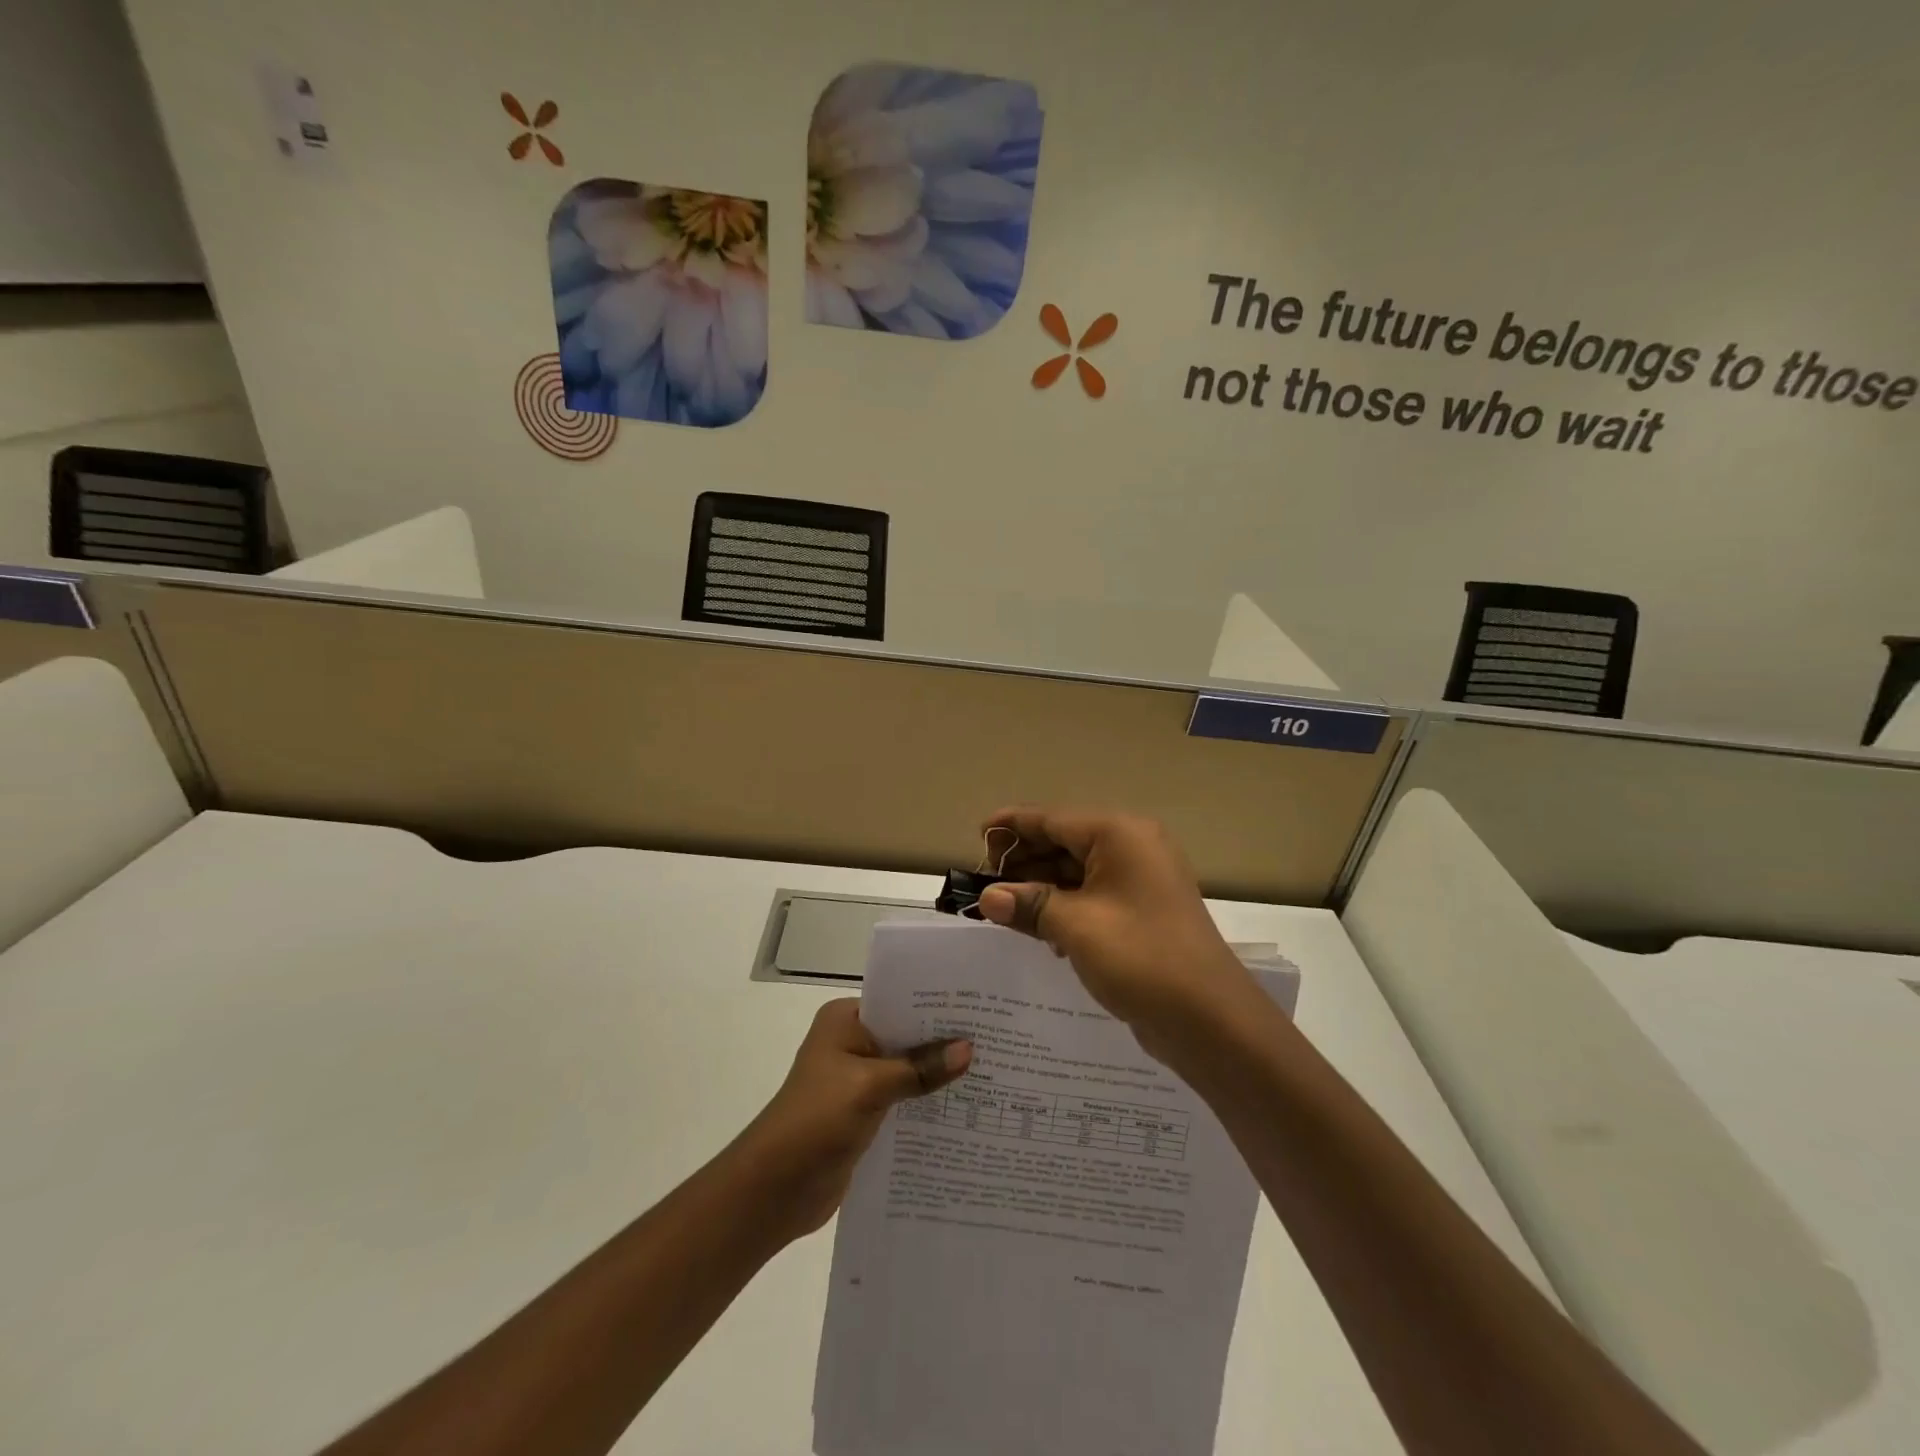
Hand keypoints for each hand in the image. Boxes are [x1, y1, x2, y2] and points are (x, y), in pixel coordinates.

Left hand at [735, 999, 970, 1239]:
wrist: (774, 1190)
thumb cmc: (815, 1121)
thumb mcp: (870, 1087)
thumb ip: (919, 1069)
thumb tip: (969, 1049)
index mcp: (846, 1020)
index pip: (899, 1001)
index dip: (937, 1006)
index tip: (981, 1008)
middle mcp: (852, 1043)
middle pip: (906, 1036)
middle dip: (944, 1042)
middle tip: (996, 1040)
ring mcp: (857, 1080)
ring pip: (908, 1070)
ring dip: (938, 1076)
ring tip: (992, 1073)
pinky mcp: (864, 1115)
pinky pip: (903, 1100)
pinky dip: (926, 1104)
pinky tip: (965, 1110)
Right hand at [975, 807, 1262, 1059]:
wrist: (1211, 1018)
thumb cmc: (1140, 957)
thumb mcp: (1074, 927)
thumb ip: (1028, 904)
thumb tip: (987, 897)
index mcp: (1119, 834)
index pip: (1052, 818)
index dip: (1011, 826)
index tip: (977, 835)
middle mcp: (1133, 846)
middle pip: (1064, 841)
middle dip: (1023, 861)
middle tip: (984, 883)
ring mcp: (1142, 879)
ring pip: (1077, 871)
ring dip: (1041, 886)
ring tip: (1002, 907)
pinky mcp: (1143, 910)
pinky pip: (1093, 895)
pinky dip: (1064, 905)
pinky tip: (1039, 929)